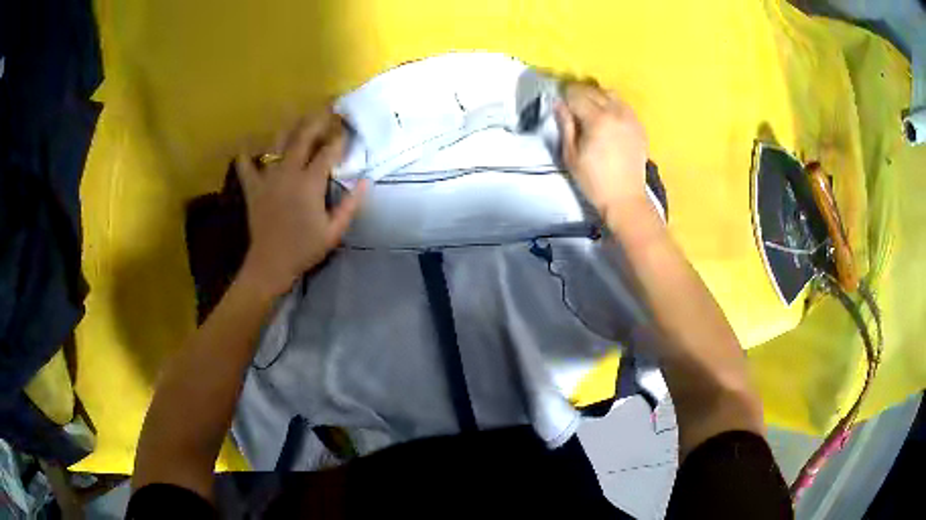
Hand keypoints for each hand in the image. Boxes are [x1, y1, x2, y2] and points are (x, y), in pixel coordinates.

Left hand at [236, 112, 365, 296]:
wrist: (270, 264)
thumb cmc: (304, 249)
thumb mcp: (334, 231)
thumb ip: (351, 205)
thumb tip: (365, 181)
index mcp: (310, 183)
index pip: (328, 151)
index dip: (338, 138)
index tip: (346, 130)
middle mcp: (289, 172)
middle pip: (303, 137)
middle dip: (316, 121)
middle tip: (326, 110)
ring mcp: (268, 177)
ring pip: (277, 142)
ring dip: (288, 128)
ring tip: (297, 120)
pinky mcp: (252, 187)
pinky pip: (245, 164)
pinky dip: (247, 153)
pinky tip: (251, 147)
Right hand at [554, 83, 648, 221]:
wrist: (625, 199)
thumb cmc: (594, 181)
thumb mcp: (571, 155)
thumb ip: (565, 125)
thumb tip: (558, 103)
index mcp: (597, 119)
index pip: (576, 95)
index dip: (564, 97)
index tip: (559, 103)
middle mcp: (616, 112)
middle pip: (593, 91)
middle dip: (579, 94)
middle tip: (571, 105)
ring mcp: (630, 118)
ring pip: (610, 94)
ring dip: (597, 96)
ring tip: (589, 109)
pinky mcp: (639, 126)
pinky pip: (623, 105)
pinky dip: (612, 104)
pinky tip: (607, 118)